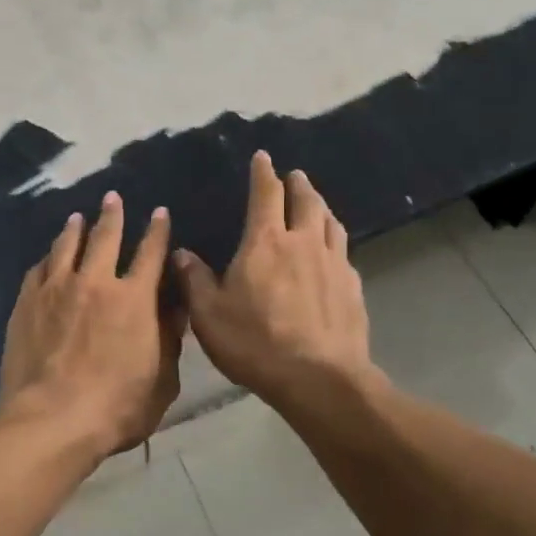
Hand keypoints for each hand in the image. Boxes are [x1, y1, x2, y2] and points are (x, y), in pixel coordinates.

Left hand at [0, 192, 183, 454]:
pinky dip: (47, 259)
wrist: (52, 420)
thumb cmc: (117, 407)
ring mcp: (56, 289)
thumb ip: (169, 338)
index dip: (157, 230)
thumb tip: (175, 306)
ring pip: (66, 246)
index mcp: (135, 298)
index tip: (159, 212)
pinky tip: (47, 257)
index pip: (151, 253)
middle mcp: (95, 282)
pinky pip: (38, 270)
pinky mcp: (26, 303)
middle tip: (112, 198)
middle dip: (112, 215)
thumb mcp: (162, 380)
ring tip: (77, 217)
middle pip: (105, 237)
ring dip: (75, 229)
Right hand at [175, 152, 374, 406]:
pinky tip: (333, 253)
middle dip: (299, 184)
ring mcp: (334, 264)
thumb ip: (194, 280)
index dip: (264, 173)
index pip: (266, 195)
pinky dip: (335, 242)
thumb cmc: (255, 342)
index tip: (264, 157)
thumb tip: (181, 253)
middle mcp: (303, 243)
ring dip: (322, 207)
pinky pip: (344, 253)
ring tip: (317, 204)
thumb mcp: (209, 315)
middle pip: (306, 201)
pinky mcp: (353, 288)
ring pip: (331, 223)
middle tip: (295, 175)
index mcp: (266, 242)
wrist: (318, 378)